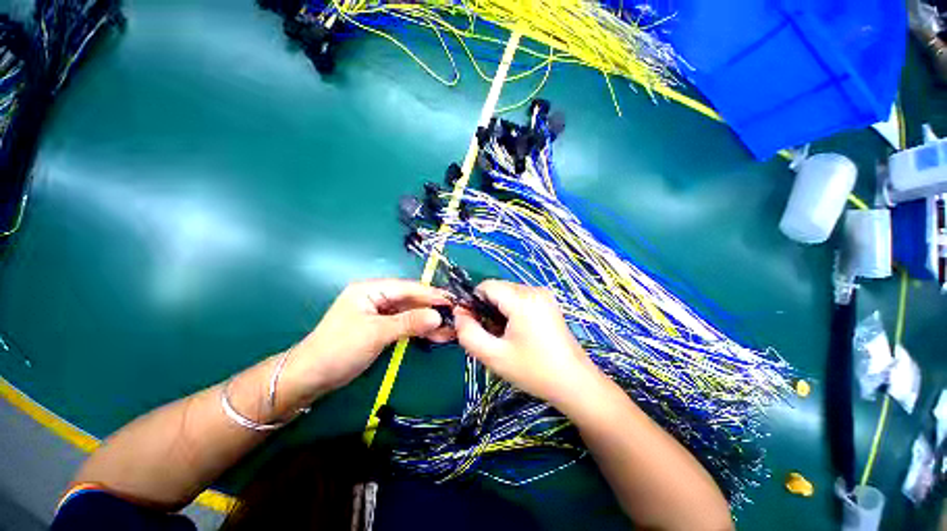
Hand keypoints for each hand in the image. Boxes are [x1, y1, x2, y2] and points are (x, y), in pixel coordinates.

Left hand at [279, 279, 453, 409]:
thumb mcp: (376, 333)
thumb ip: (409, 322)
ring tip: (450, 330)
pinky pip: (405, 325)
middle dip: (432, 309)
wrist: (311, 378)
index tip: (453, 301)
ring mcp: (380, 313)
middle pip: (411, 300)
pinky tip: (435, 335)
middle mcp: (377, 297)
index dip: (431, 294)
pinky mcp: (382, 328)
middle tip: (455, 318)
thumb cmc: (339, 349)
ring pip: (411, 313)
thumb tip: (438, 316)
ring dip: (429, 321)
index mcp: (371, 289)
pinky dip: (419, 330)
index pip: (407, 288)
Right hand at [453, 280, 599, 406]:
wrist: (574, 382)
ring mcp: (543, 295)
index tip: (471, 324)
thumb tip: (459, 315)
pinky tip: (516, 332)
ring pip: (507, 294)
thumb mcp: (494, 356)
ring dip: (498, 311)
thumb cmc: (534, 370)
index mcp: (522, 299)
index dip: (473, 303)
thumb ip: (469, 334)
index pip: (486, 286)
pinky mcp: (548, 303)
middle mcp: (534, 290)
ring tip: (503, 336)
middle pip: (497, 289)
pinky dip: (511, 311)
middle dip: (486, 308)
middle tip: (488, 335)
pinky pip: (520, 299)